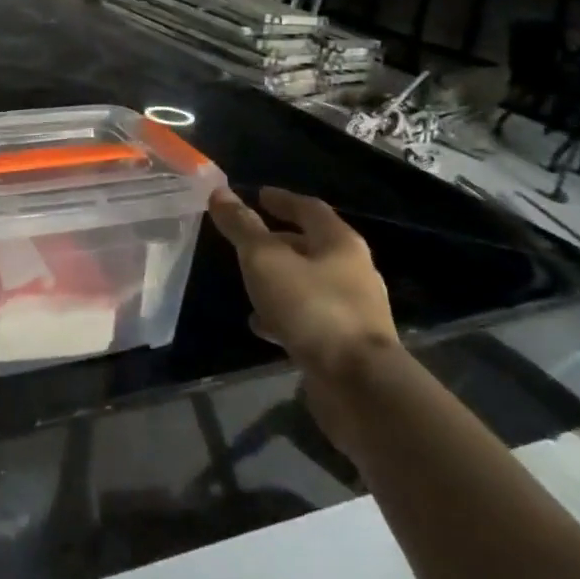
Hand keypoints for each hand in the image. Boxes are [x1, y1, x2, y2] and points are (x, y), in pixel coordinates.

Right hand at [208, 187, 399, 405]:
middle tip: (247, 240)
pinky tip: (261, 325)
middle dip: (279, 241)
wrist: (359, 386)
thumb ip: (242, 227)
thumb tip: (220, 192)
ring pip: (309, 283)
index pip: (309, 208)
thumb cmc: (312, 308)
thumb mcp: (265, 260)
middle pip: (312, 246)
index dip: (282, 199)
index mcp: (339, 243)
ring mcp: (353, 310)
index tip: (258, 195)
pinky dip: (284, 314)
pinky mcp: (346, 343)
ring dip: (280, 279)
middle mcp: (353, 271)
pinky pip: (310, 317)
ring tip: (249, 283)